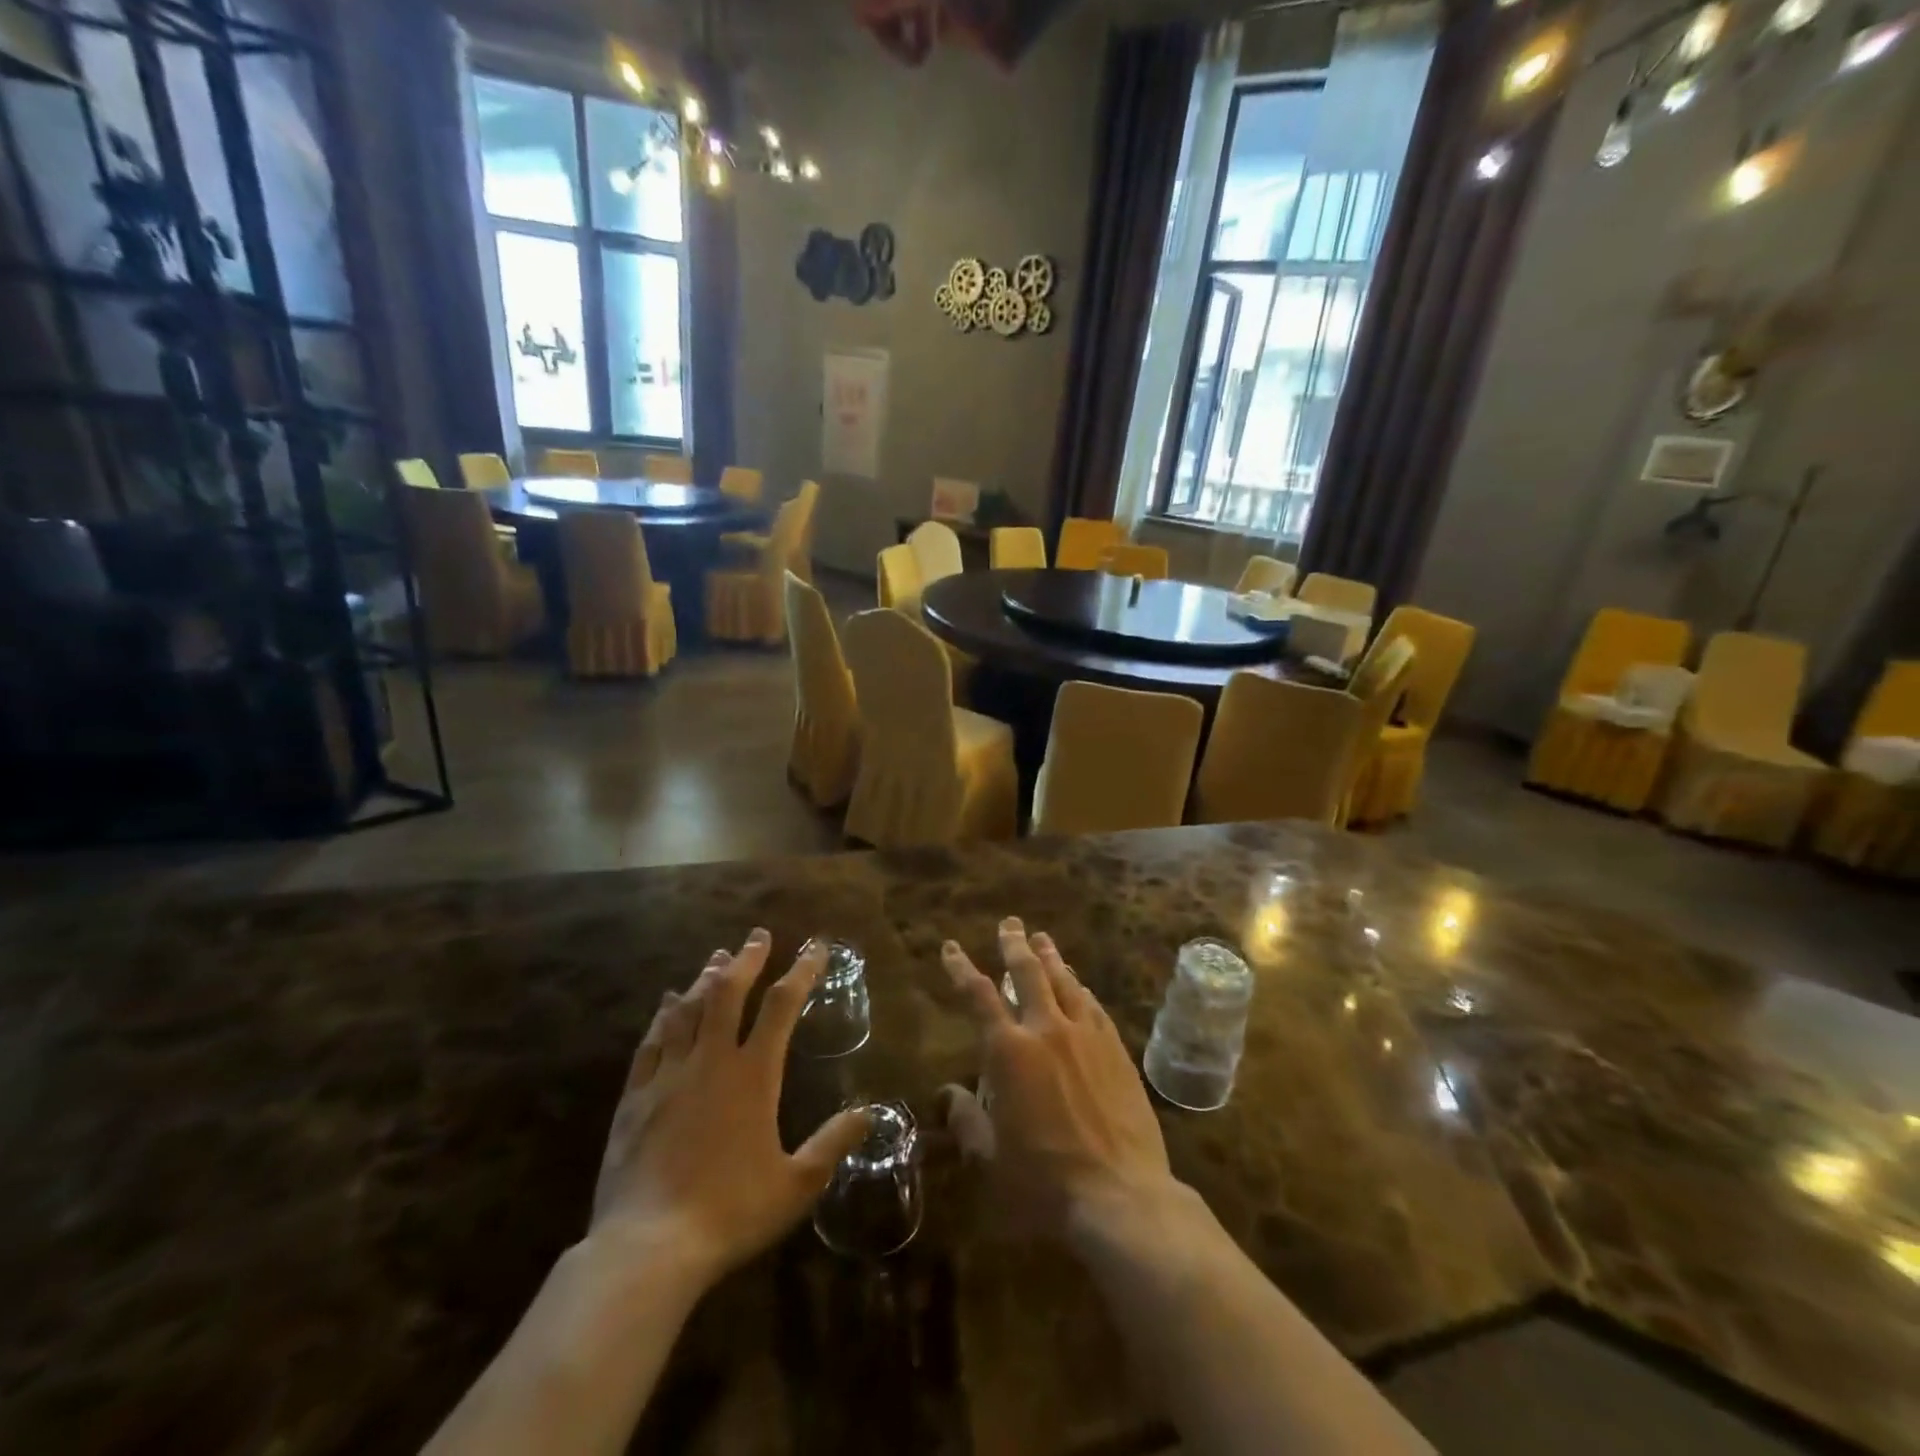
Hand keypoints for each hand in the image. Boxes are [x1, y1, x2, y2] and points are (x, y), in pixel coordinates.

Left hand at [590, 930, 869, 1285]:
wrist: (648, 1249)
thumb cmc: (731, 1212)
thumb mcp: (797, 1184)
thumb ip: (833, 1143)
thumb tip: (869, 1113)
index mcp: (753, 1074)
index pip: (782, 1006)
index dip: (801, 971)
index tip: (814, 947)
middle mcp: (711, 1061)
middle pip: (728, 992)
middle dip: (746, 960)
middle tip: (757, 936)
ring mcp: (669, 1075)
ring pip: (687, 1009)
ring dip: (705, 979)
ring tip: (717, 957)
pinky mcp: (635, 1097)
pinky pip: (651, 1042)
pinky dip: (662, 1016)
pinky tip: (666, 1004)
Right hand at [939, 918, 1178, 1236]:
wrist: (1121, 1197)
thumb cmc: (1044, 1182)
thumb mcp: (989, 1158)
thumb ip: (966, 1120)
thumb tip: (947, 1094)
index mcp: (1008, 1052)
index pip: (978, 996)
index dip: (961, 968)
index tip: (952, 948)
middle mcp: (1047, 1030)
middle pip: (1027, 973)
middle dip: (1013, 945)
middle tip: (1009, 924)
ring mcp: (1086, 1036)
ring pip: (1065, 981)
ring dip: (1050, 957)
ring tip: (1041, 938)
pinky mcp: (1116, 1050)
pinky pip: (1093, 1006)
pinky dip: (1080, 988)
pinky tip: (1078, 985)